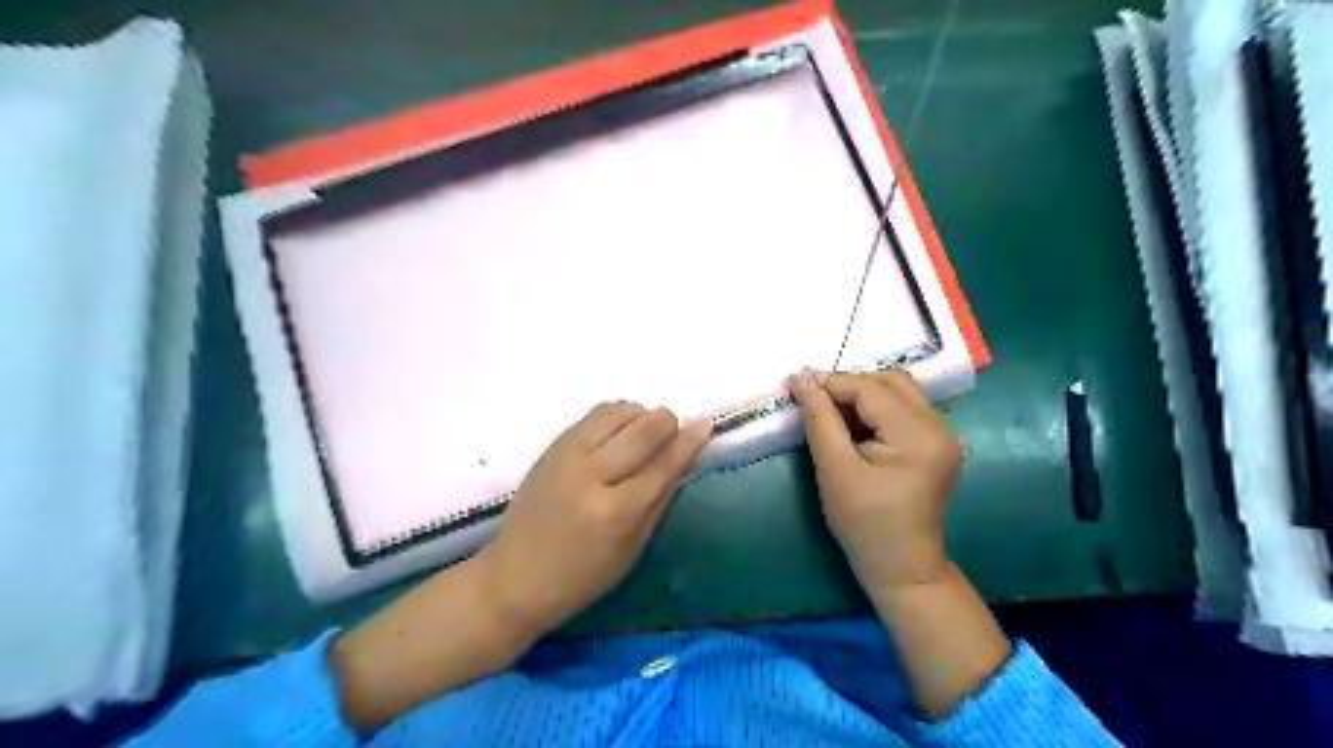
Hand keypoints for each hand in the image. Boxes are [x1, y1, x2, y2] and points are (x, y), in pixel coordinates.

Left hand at [476, 401, 712, 640]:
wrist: (514, 576)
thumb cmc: (582, 576)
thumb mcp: (632, 548)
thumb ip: (661, 498)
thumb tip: (686, 458)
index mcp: (615, 512)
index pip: (662, 464)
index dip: (689, 441)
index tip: (706, 424)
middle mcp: (591, 476)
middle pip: (643, 428)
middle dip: (666, 422)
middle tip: (673, 432)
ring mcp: (567, 456)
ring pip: (617, 411)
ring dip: (640, 415)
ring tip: (644, 435)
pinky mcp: (552, 446)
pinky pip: (594, 416)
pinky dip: (616, 418)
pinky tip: (619, 435)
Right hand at [784, 369, 965, 595]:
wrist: (902, 568)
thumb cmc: (864, 524)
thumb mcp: (835, 469)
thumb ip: (820, 419)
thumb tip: (803, 378)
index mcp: (918, 436)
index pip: (870, 389)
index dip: (831, 382)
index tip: (794, 383)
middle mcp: (939, 427)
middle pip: (891, 381)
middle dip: (849, 384)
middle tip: (814, 399)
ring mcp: (943, 435)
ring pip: (899, 391)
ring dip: (862, 394)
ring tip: (831, 413)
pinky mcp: (937, 444)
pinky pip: (904, 409)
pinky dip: (875, 409)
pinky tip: (854, 426)